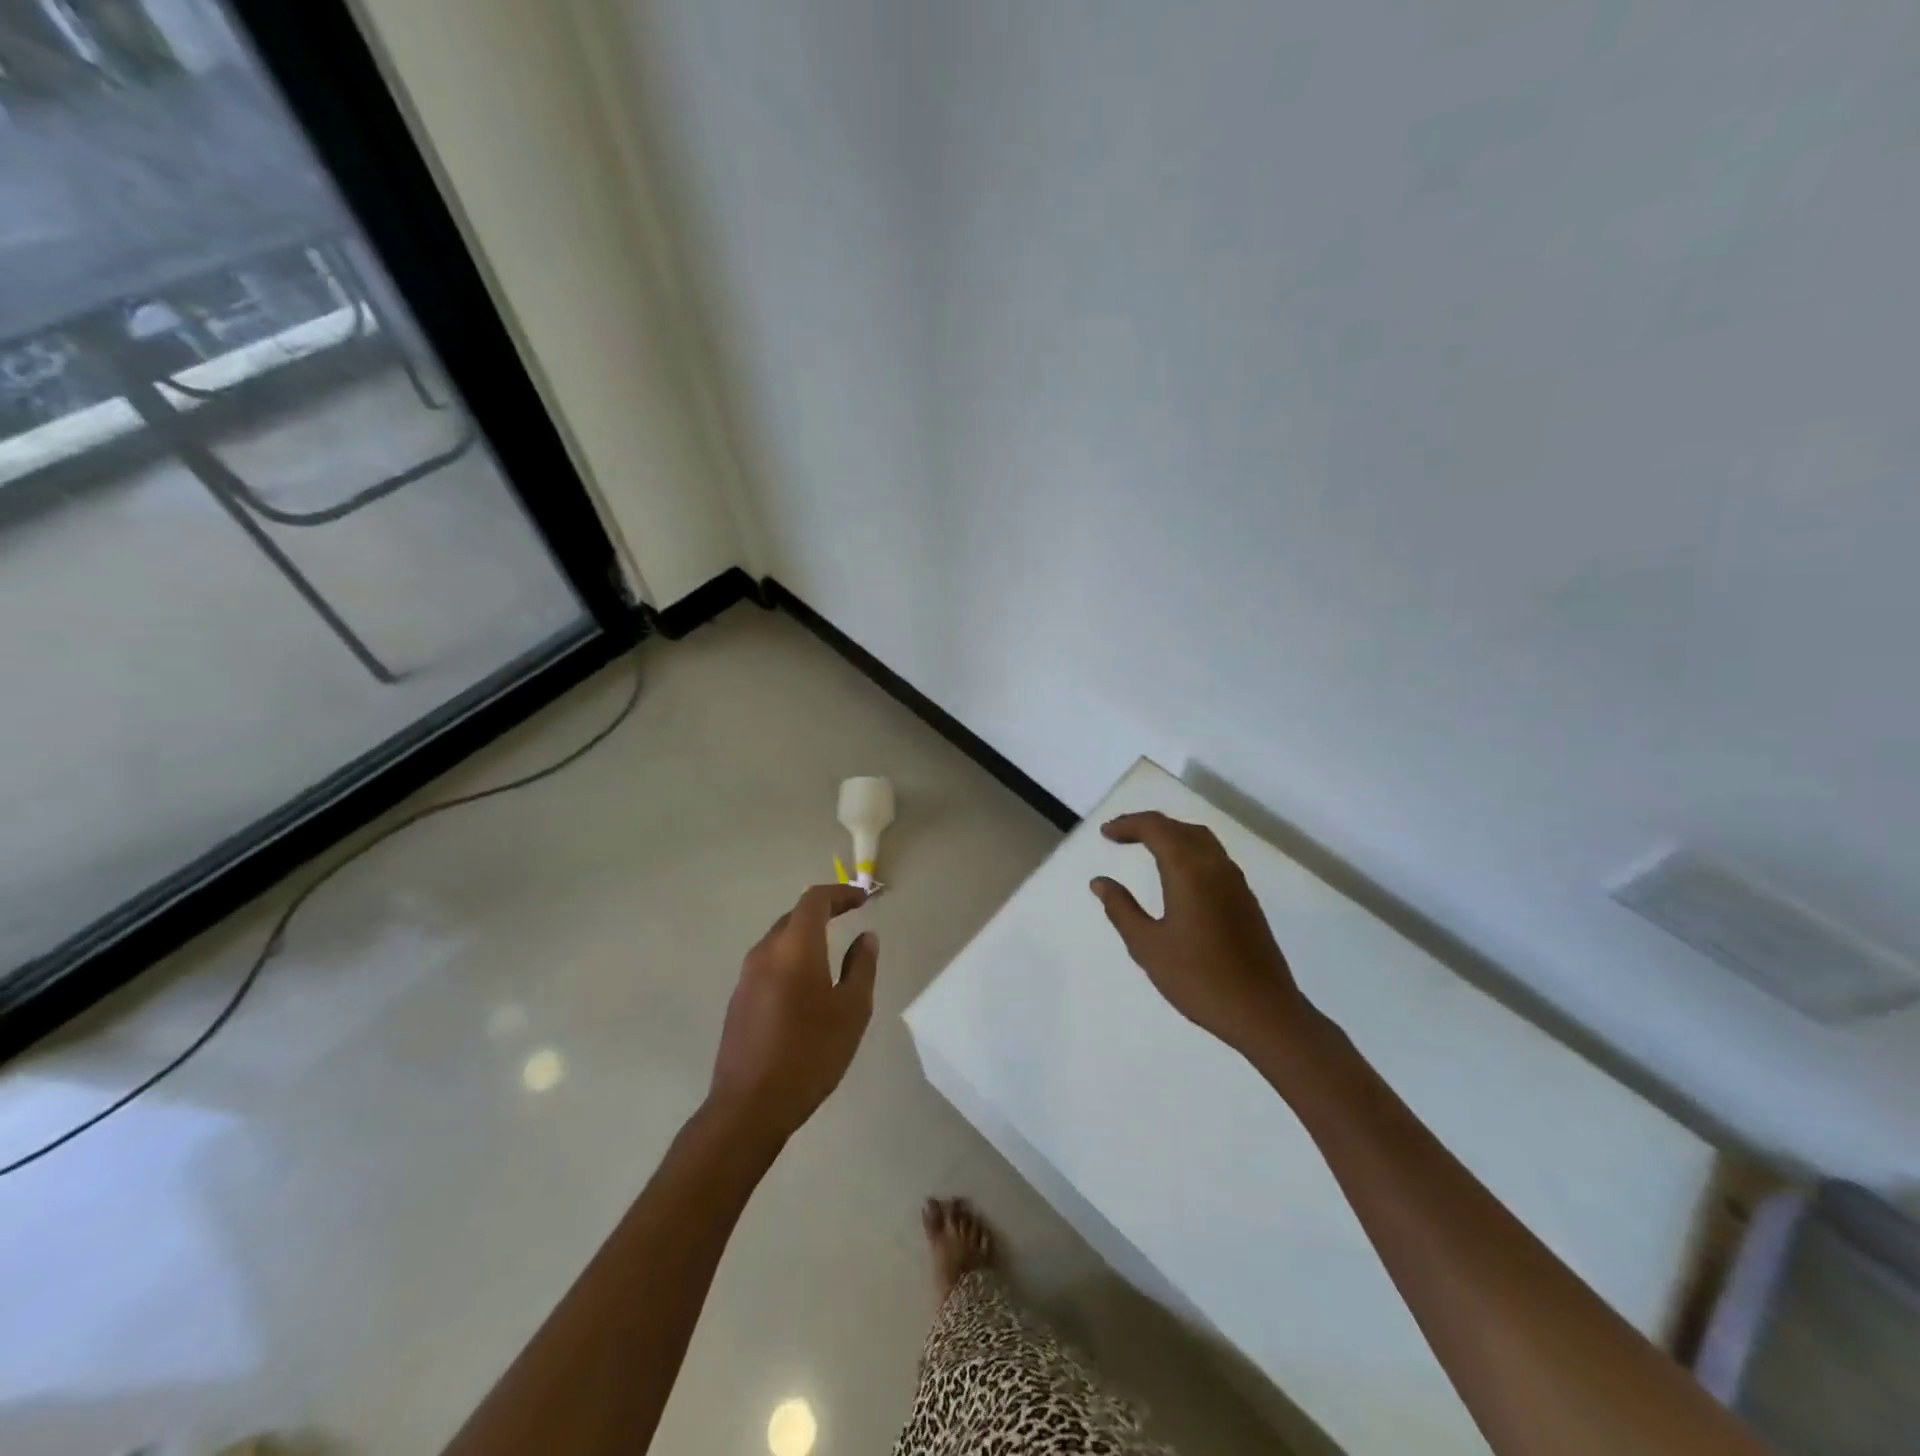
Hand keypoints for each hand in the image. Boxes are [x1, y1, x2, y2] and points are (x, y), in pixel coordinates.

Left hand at [709, 884, 878, 1141]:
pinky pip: (769, 963)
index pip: (815, 901)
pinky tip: (806, 982)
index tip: (863, 899)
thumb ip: (861, 967)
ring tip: (832, 947)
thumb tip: (866, 937)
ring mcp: (746, 977)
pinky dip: (791, 957)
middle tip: (850, 915)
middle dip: (824, 911)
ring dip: (805, 935)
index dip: (840, 894)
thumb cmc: (810, 1053)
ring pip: (779, 940)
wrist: (750, 1106)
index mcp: (795, 948)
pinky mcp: (738, 1000)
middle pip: (794, 916)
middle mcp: (765, 953)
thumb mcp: (851, 1010)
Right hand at [1091, 812, 1309, 1055]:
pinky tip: (1177, 874)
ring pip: (1201, 840)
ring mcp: (1235, 882)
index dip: (1128, 824)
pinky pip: (1213, 857)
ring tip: (1145, 847)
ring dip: (1171, 835)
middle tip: (1120, 836)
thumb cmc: (1199, 979)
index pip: (1156, 828)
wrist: (1264, 1013)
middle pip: (1179, 828)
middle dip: (1148, 825)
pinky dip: (1188, 850)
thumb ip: (1121, 909)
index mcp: (1189, 871)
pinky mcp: (1246, 899)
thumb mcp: (1148, 946)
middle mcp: (1215, 866)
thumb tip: (1100, 882)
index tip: (1105, 834)